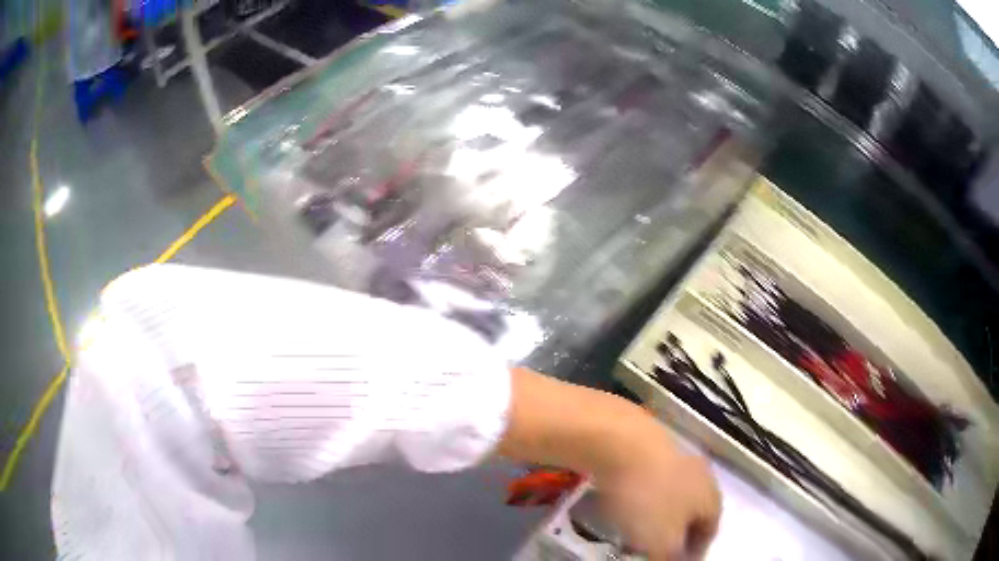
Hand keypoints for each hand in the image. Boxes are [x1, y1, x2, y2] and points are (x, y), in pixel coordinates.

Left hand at [598, 445, 720, 560]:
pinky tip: (622, 507)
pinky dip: (641, 500)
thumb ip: (671, 558)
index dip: (693, 554)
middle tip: (653, 551)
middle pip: (692, 514)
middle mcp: (702, 477)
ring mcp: (677, 458)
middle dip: (675, 536)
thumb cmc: (649, 498)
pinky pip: (650, 484)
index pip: (710, 533)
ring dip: (656, 518)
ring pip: (671, 498)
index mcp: (712, 499)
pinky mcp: (650, 448)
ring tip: (634, 534)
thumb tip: (675, 560)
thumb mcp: (663, 542)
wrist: (621, 441)